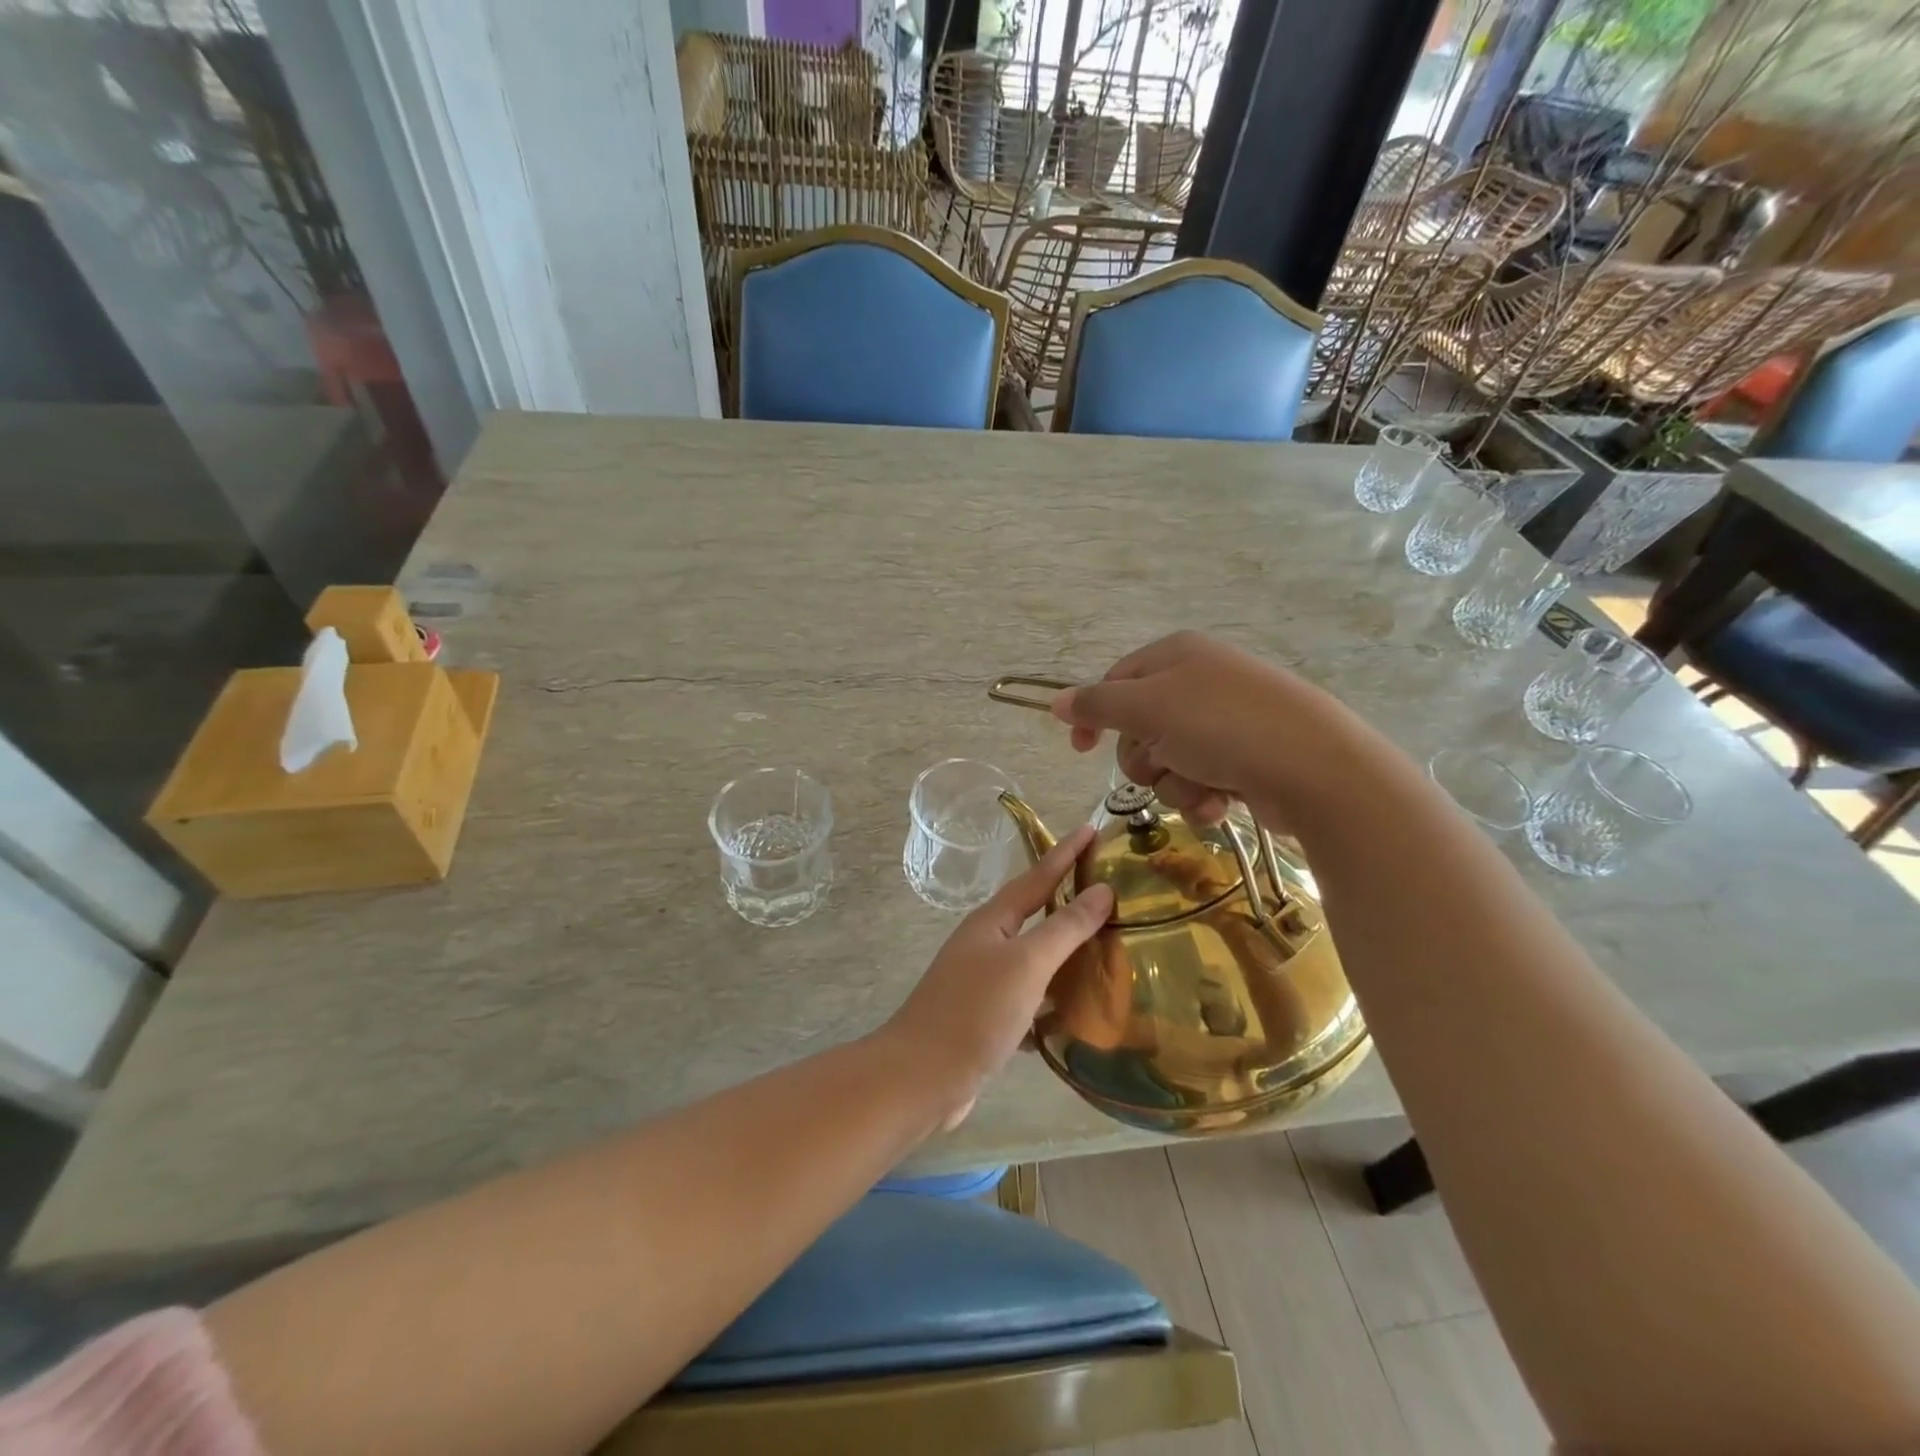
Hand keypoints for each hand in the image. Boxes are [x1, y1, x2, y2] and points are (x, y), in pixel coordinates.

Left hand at [881, 825, 1114, 1130]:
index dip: (1066, 853)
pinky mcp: (988, 1016)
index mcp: (993, 921)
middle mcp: (987, 943)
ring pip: (1034, 956)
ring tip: (1106, 945)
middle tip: (1109, 888)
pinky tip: (1080, 1008)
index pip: (1038, 876)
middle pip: (1035, 912)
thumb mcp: (1027, 964)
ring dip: (1066, 950)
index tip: (1092, 829)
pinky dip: (1055, 996)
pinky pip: (1031, 996)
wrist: (922, 1077)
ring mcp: (984, 980)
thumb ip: (1065, 927)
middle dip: (1068, 899)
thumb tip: (1102, 890)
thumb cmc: (975, 1011)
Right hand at [1051, 630, 1339, 825]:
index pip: (1115, 682)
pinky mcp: (1245, 760)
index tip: (1079, 750)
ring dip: (1175, 783)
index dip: (1094, 716)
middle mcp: (1199, 684)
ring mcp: (1225, 723)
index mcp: (1175, 657)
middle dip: (1146, 758)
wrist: (1315, 768)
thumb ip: (1096, 705)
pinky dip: (1202, 797)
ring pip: (1167, 763)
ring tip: (1204, 786)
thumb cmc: (1222, 726)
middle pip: (1139, 730)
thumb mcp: (1148, 708)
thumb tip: (1056, 702)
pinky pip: (1199, 782)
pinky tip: (1221, 802)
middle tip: (1166, 761)